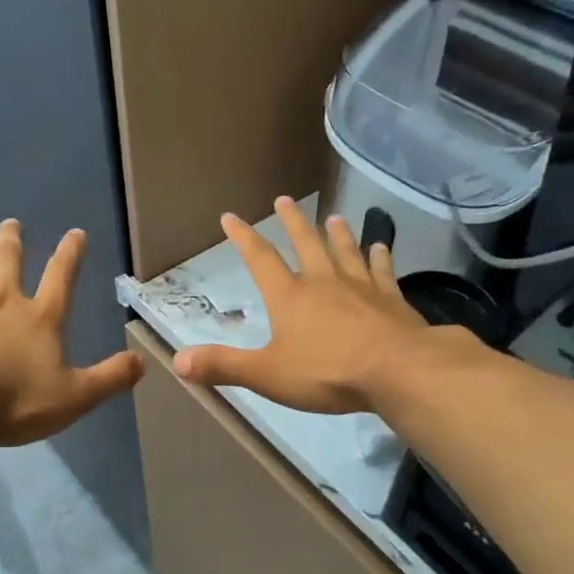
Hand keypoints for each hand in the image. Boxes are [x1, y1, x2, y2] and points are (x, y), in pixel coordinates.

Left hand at [0, 221, 143, 446]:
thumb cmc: (17, 402)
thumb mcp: (76, 396)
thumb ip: (111, 378)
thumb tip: (142, 361)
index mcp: (40, 318)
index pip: (61, 277)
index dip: (71, 253)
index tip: (76, 232)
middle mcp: (2, 302)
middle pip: (9, 263)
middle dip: (12, 241)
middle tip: (11, 223)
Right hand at [172, 197, 437, 414]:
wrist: (396, 371)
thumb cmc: (327, 372)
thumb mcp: (267, 374)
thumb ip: (223, 366)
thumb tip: (177, 361)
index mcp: (290, 297)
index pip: (260, 259)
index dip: (243, 238)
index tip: (231, 217)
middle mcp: (323, 281)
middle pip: (306, 243)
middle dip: (292, 221)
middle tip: (285, 199)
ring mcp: (361, 286)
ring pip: (345, 251)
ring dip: (337, 233)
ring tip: (333, 216)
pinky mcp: (391, 298)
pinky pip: (383, 270)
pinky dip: (380, 256)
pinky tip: (381, 246)